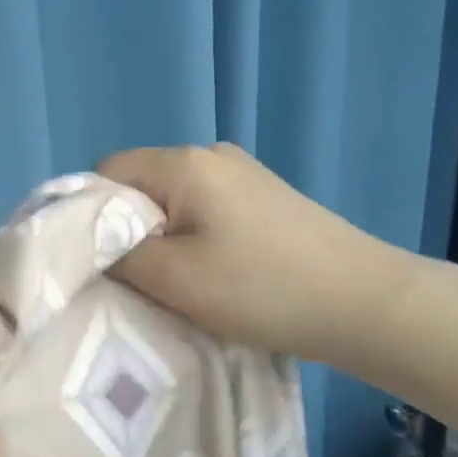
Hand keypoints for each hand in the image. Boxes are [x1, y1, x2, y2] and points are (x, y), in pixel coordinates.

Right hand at [96, 143, 416, 368]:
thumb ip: (119, 256)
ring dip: (163, 236)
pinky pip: (206, 207)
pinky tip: (216, 271)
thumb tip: (95, 246)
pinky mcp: (266, 196)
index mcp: (182, 162)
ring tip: (179, 280)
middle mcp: (211, 153)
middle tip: (137, 277)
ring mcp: (244, 172)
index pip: (107, 171)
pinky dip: (195, 236)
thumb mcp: (174, 279)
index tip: (99, 260)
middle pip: (141, 183)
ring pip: (174, 199)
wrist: (367, 303)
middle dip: (128, 228)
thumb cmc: (261, 288)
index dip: (90, 214)